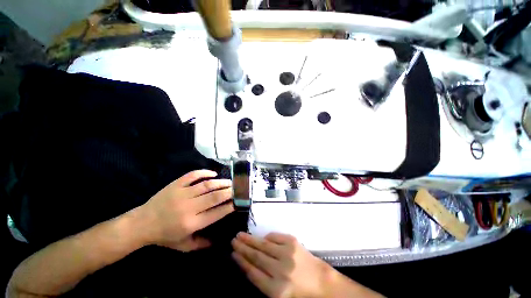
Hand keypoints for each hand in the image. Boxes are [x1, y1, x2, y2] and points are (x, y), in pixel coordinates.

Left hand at [141, 170, 233, 251]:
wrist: (141, 224)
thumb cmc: (164, 236)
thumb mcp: (183, 246)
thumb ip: (201, 244)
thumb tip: (218, 240)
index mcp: (191, 224)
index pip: (216, 213)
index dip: (229, 206)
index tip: (238, 202)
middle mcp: (189, 208)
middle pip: (214, 197)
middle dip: (229, 192)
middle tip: (237, 189)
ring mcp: (182, 194)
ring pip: (207, 185)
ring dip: (221, 182)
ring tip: (230, 182)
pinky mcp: (176, 185)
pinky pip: (192, 175)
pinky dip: (204, 172)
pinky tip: (213, 173)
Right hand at [231, 232, 332, 297]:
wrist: (320, 281)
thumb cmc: (298, 291)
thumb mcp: (278, 294)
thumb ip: (262, 281)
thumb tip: (248, 263)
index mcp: (276, 290)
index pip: (253, 273)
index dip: (242, 262)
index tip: (233, 254)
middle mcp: (281, 271)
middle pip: (256, 257)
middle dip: (243, 248)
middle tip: (233, 240)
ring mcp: (287, 254)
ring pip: (263, 245)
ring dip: (250, 239)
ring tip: (240, 235)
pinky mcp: (293, 242)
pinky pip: (275, 237)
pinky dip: (266, 237)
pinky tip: (261, 238)